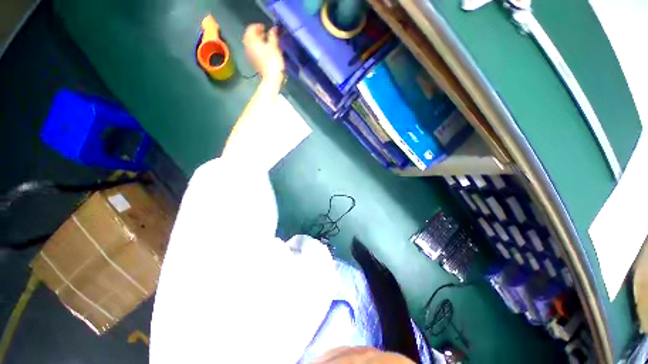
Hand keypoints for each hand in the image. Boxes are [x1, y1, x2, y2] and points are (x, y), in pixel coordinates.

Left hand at [243, 24, 284, 78]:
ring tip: (265, 42)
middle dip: (256, 33)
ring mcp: (251, 55)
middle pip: (249, 36)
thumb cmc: (273, 62)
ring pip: (251, 44)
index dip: (258, 26)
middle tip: (264, 34)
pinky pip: (253, 51)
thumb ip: (273, 36)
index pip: (251, 29)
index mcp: (253, 41)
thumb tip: (273, 29)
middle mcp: (249, 47)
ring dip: (256, 41)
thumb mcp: (275, 46)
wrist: (272, 78)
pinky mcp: (254, 62)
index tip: (265, 28)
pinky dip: (257, 48)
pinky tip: (264, 50)